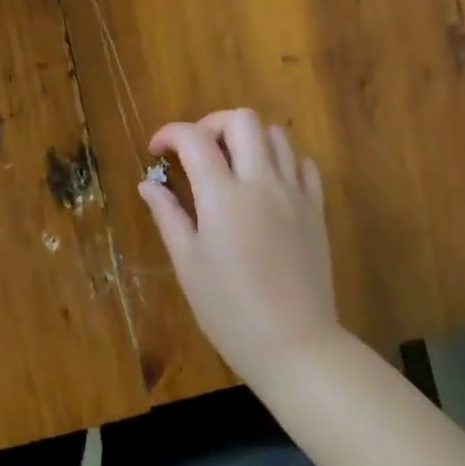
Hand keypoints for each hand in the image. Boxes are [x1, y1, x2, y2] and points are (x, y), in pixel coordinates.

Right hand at [139, 109, 340, 388]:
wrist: (295, 345)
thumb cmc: (230, 310)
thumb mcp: (188, 264)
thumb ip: (168, 216)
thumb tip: (148, 184)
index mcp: (223, 196)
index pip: (194, 138)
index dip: (170, 134)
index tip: (158, 151)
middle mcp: (261, 182)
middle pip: (242, 119)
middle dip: (212, 124)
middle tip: (197, 151)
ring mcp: (294, 193)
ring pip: (277, 135)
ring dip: (248, 140)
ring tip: (232, 166)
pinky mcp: (315, 210)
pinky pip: (303, 165)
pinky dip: (282, 161)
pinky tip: (267, 185)